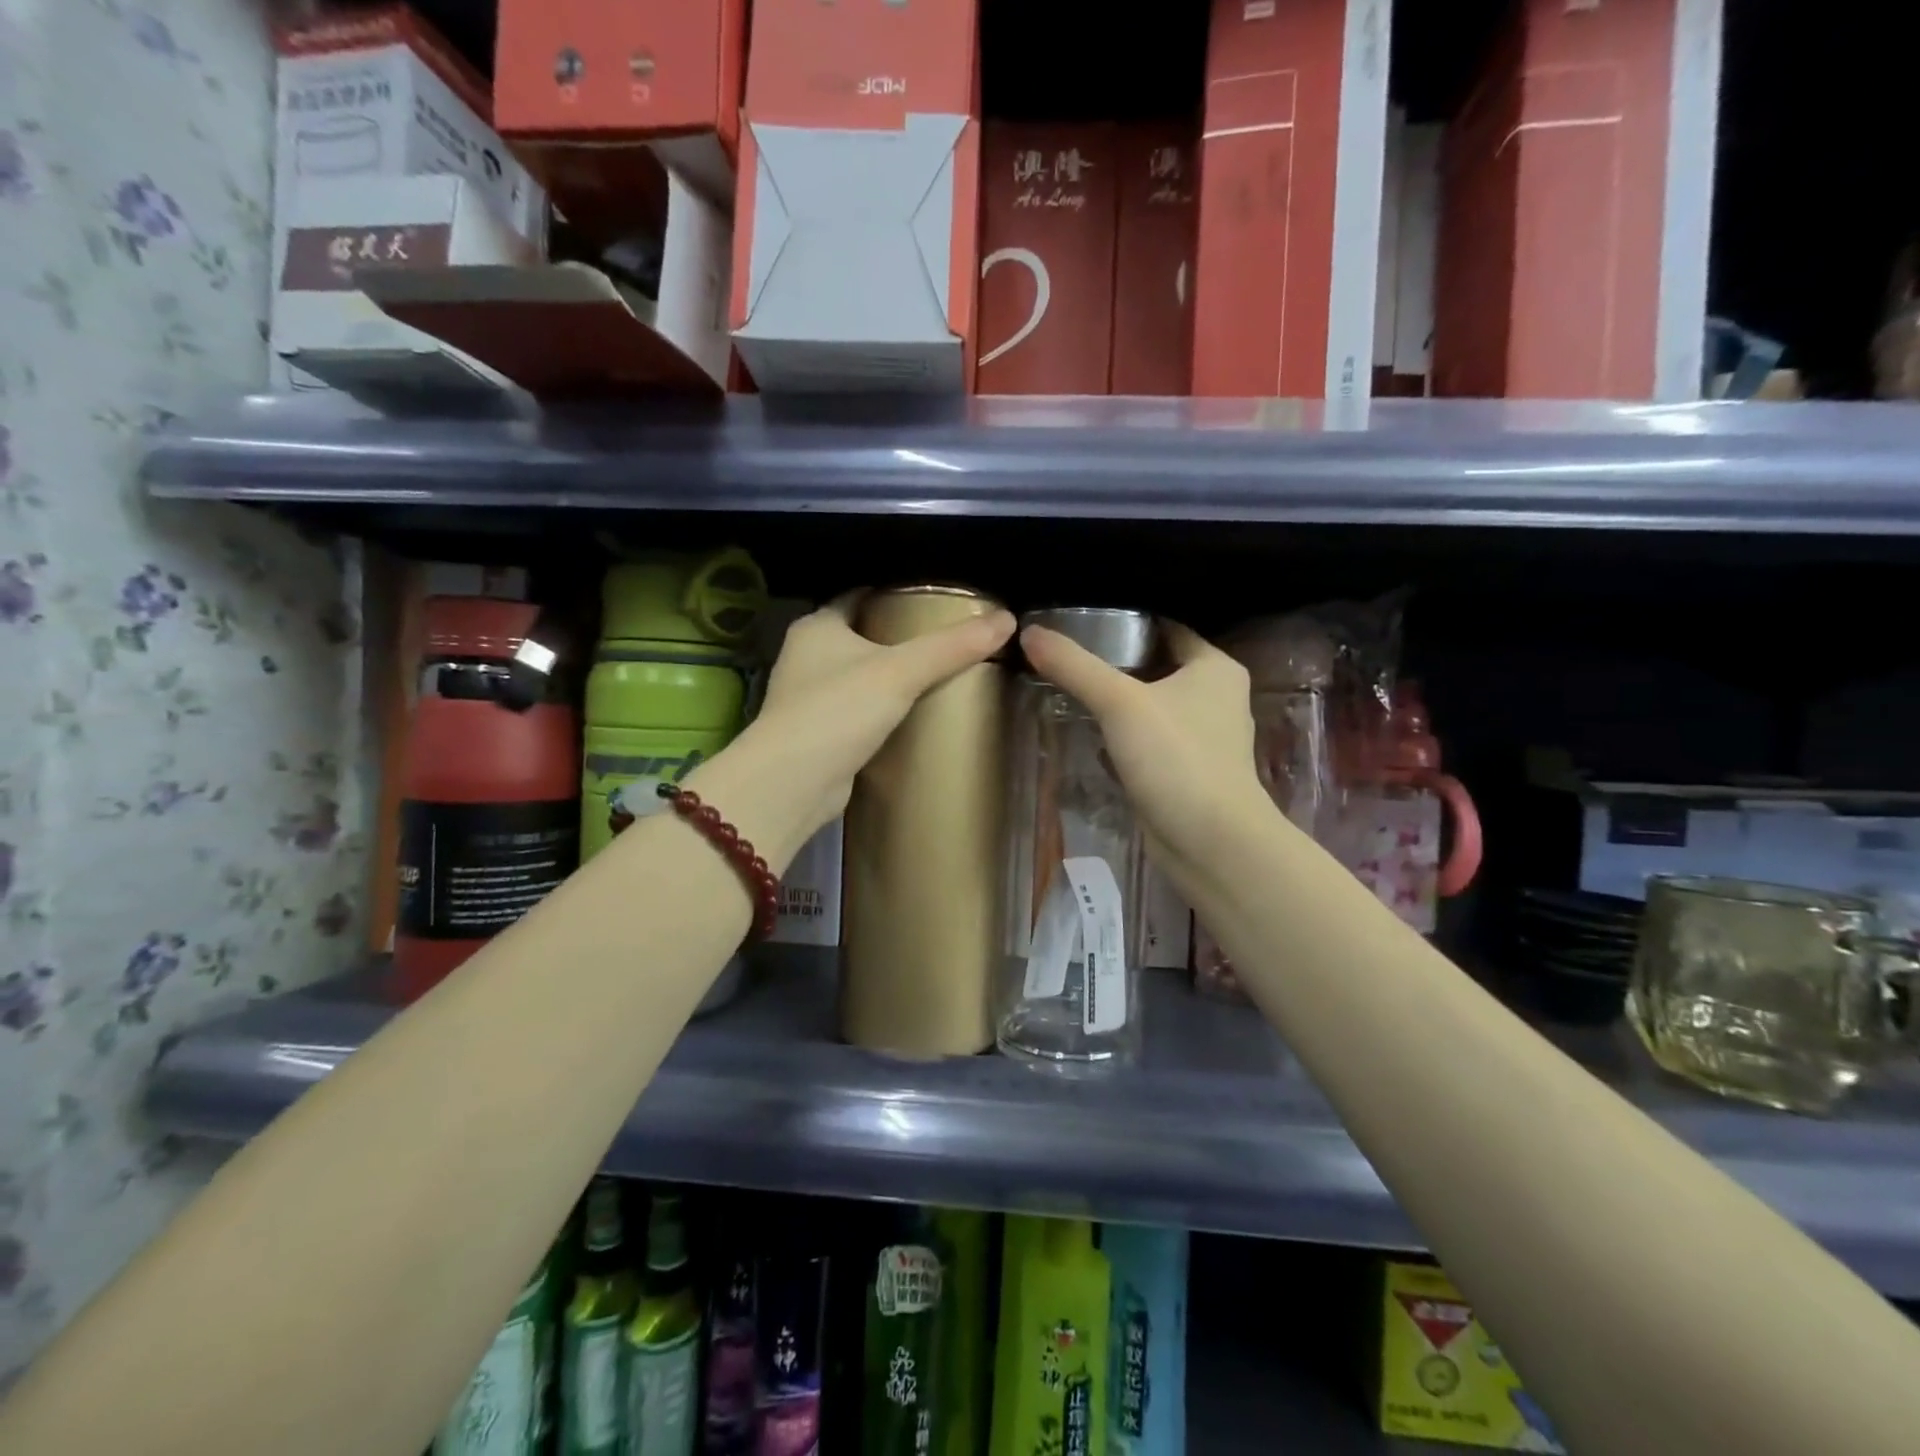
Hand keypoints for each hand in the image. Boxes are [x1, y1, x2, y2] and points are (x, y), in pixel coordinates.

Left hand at [690, 593, 1015, 867]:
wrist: (794, 782)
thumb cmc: (839, 710)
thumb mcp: (901, 672)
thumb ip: (952, 647)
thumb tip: (1007, 620)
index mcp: (817, 626)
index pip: (859, 596)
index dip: (894, 595)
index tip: (933, 601)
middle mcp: (805, 655)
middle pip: (859, 635)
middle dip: (896, 637)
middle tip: (944, 641)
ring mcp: (807, 697)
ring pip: (856, 675)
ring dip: (886, 676)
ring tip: (935, 676)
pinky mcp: (816, 733)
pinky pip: (854, 711)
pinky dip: (878, 710)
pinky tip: (910, 716)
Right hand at [1020, 621, 1263, 868]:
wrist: (1210, 842)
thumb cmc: (1176, 758)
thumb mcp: (1119, 703)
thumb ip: (1074, 666)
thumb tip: (1030, 632)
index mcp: (1215, 668)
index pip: (1167, 628)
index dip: (1126, 621)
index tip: (1082, 619)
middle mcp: (1216, 697)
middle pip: (1157, 666)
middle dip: (1116, 662)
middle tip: (1067, 654)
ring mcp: (1204, 739)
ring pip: (1153, 706)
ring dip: (1120, 702)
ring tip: (1073, 688)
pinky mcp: (1189, 772)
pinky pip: (1151, 741)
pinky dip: (1125, 736)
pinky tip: (1093, 735)